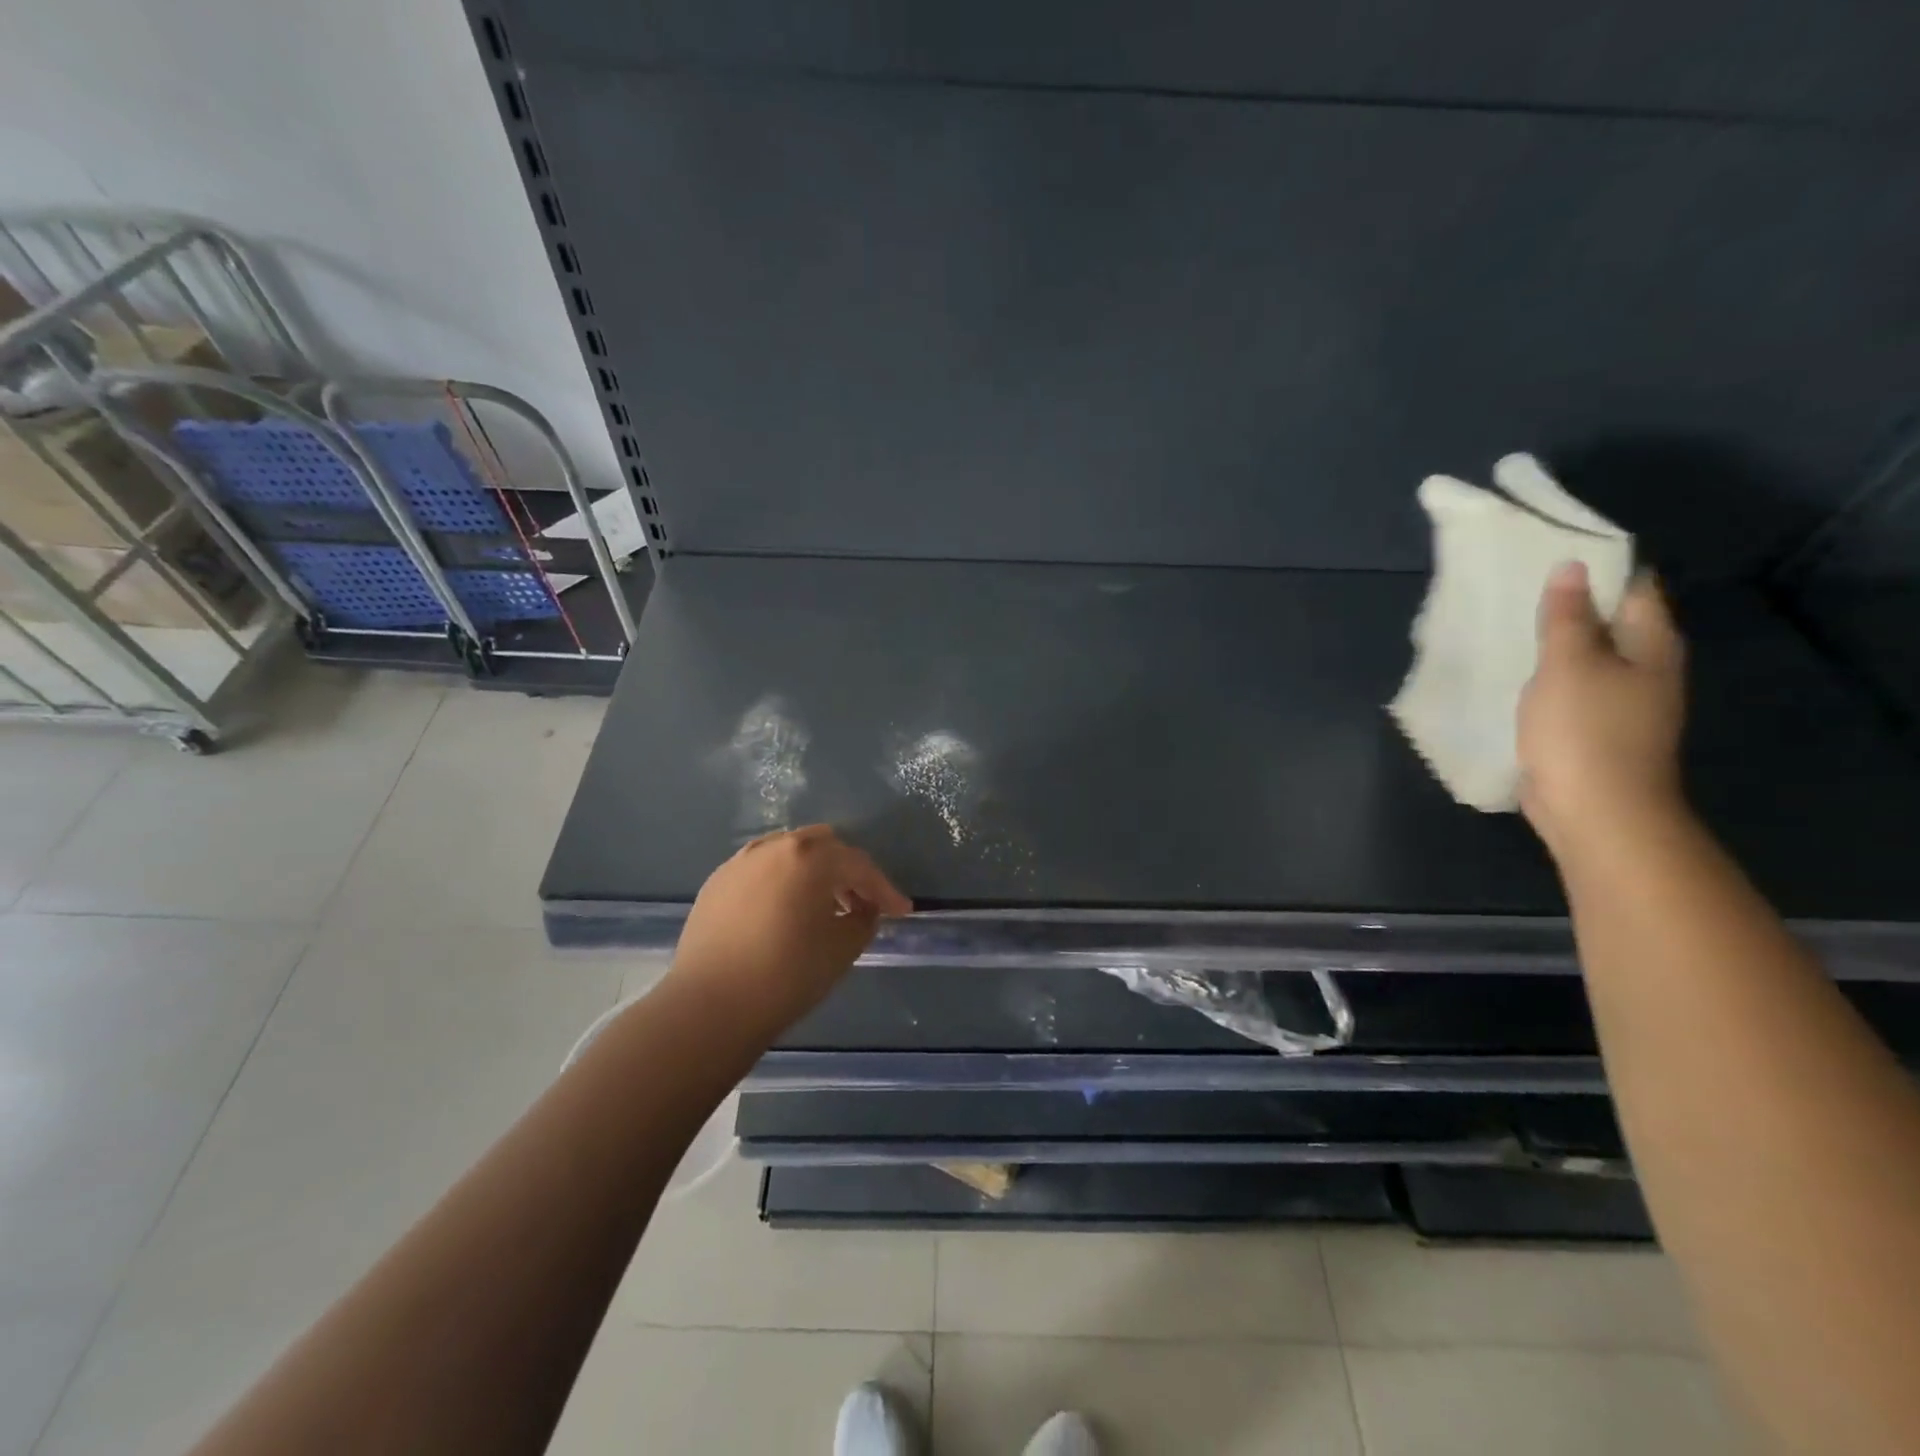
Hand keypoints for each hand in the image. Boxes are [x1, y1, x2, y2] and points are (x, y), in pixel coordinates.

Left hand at [668, 825, 912, 1031]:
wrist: (710, 1006)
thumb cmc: (787, 975)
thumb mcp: (842, 949)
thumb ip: (864, 919)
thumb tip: (863, 908)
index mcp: (810, 856)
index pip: (859, 865)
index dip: (885, 889)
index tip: (902, 911)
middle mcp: (774, 847)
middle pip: (823, 846)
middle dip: (847, 871)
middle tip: (861, 902)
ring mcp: (741, 861)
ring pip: (789, 853)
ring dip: (813, 872)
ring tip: (822, 906)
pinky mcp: (717, 881)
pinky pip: (761, 870)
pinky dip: (782, 882)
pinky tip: (784, 912)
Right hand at [1518, 562, 1687, 858]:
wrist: (1595, 811)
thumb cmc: (1585, 731)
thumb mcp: (1569, 665)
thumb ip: (1566, 617)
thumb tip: (1570, 569)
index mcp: (1651, 645)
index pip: (1632, 588)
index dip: (1596, 568)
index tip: (1547, 553)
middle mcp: (1644, 668)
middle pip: (1607, 622)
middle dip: (1566, 604)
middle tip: (1513, 586)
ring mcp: (1619, 702)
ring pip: (1584, 657)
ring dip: (1550, 643)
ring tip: (1504, 624)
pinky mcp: (1591, 729)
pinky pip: (1567, 688)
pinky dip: (1543, 676)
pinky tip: (1510, 672)